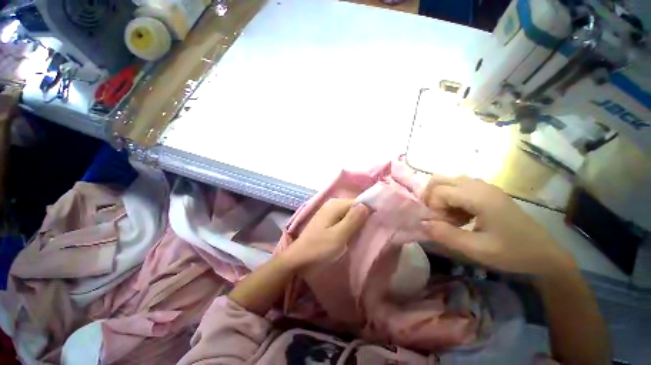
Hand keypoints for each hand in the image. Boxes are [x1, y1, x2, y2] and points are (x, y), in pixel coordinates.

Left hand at [282, 198, 369, 270]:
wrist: (297, 259)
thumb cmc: (318, 249)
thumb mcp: (339, 235)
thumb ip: (353, 219)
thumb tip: (367, 205)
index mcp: (335, 205)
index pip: (359, 202)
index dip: (368, 212)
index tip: (376, 226)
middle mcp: (332, 204)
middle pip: (354, 208)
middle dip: (363, 219)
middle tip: (369, 233)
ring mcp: (328, 212)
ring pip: (349, 214)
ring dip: (356, 224)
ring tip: (362, 236)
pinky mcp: (327, 220)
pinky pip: (343, 219)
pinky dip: (349, 226)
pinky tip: (351, 235)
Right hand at [422, 176, 575, 277]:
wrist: (544, 255)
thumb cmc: (512, 253)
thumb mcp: (477, 249)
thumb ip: (446, 235)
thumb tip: (423, 223)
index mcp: (479, 197)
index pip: (439, 191)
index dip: (432, 207)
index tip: (440, 224)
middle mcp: (479, 185)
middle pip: (439, 180)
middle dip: (431, 198)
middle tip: (437, 217)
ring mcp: (484, 187)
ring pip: (447, 182)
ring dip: (440, 198)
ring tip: (448, 217)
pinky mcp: (487, 192)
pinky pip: (458, 187)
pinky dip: (451, 199)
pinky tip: (459, 216)